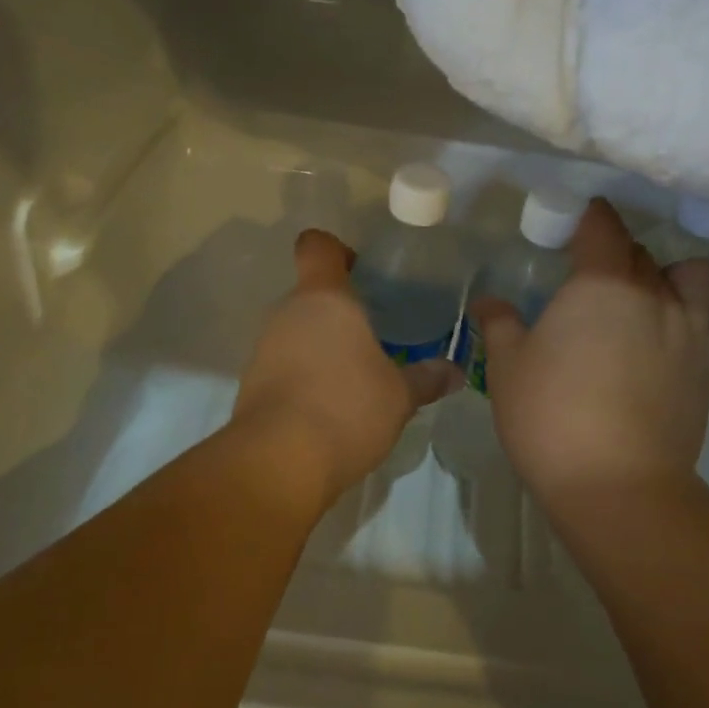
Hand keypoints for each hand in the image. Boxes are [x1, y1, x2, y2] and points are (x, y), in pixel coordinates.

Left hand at [233, 229, 458, 501]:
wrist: (279, 461)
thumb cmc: (347, 408)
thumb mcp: (400, 396)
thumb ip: (426, 378)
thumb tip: (455, 372)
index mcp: (325, 299)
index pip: (318, 246)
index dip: (339, 251)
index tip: (363, 273)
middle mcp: (288, 313)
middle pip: (313, 294)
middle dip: (343, 310)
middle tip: (378, 334)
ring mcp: (264, 348)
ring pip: (299, 331)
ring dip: (325, 345)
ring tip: (359, 375)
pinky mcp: (253, 383)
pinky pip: (286, 364)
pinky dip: (307, 374)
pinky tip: (333, 404)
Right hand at [470, 199, 708, 507]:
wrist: (616, 483)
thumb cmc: (549, 416)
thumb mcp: (508, 368)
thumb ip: (500, 325)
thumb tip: (487, 301)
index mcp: (601, 283)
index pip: (602, 226)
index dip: (588, 218)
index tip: (574, 224)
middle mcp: (653, 294)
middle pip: (642, 251)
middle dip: (617, 253)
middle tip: (591, 276)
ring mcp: (690, 330)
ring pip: (694, 276)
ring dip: (672, 277)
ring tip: (649, 300)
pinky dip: (701, 326)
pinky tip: (679, 344)